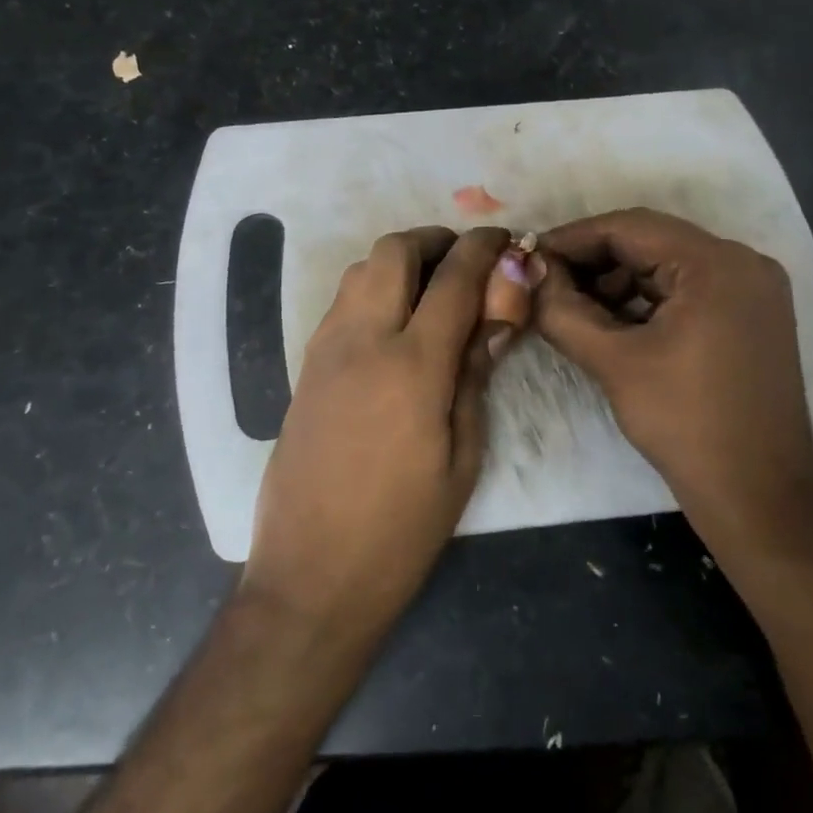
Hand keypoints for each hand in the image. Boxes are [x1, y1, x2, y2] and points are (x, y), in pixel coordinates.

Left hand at [239, 226, 512, 647]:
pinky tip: (396, 323)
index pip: (454, 278)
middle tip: (466, 264)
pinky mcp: (306, 366)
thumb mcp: (462, 457)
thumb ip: (476, 375)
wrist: (312, 572)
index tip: (506, 239)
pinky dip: (372, 288)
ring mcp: (325, 349)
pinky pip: (342, 302)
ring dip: (400, 261)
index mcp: (412, 365)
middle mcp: (362, 340)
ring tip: (433, 290)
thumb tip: (499, 315)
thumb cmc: (401, 529)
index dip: (485, 249)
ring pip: (360, 269)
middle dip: (435, 241)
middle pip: (394, 251)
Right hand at [534, 209, 812, 564]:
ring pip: (667, 266)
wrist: (758, 495)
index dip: (573, 237)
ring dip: (616, 281)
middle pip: (650, 242)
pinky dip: (645, 300)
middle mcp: (742, 263)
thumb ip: (562, 310)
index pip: (630, 227)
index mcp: (716, 264)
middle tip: (545, 281)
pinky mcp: (750, 317)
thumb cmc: (685, 424)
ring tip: (571, 305)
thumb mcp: (613, 363)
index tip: (529, 254)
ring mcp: (752, 290)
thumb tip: (529, 274)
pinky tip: (609, 321)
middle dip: (593, 261)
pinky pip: (687, 291)